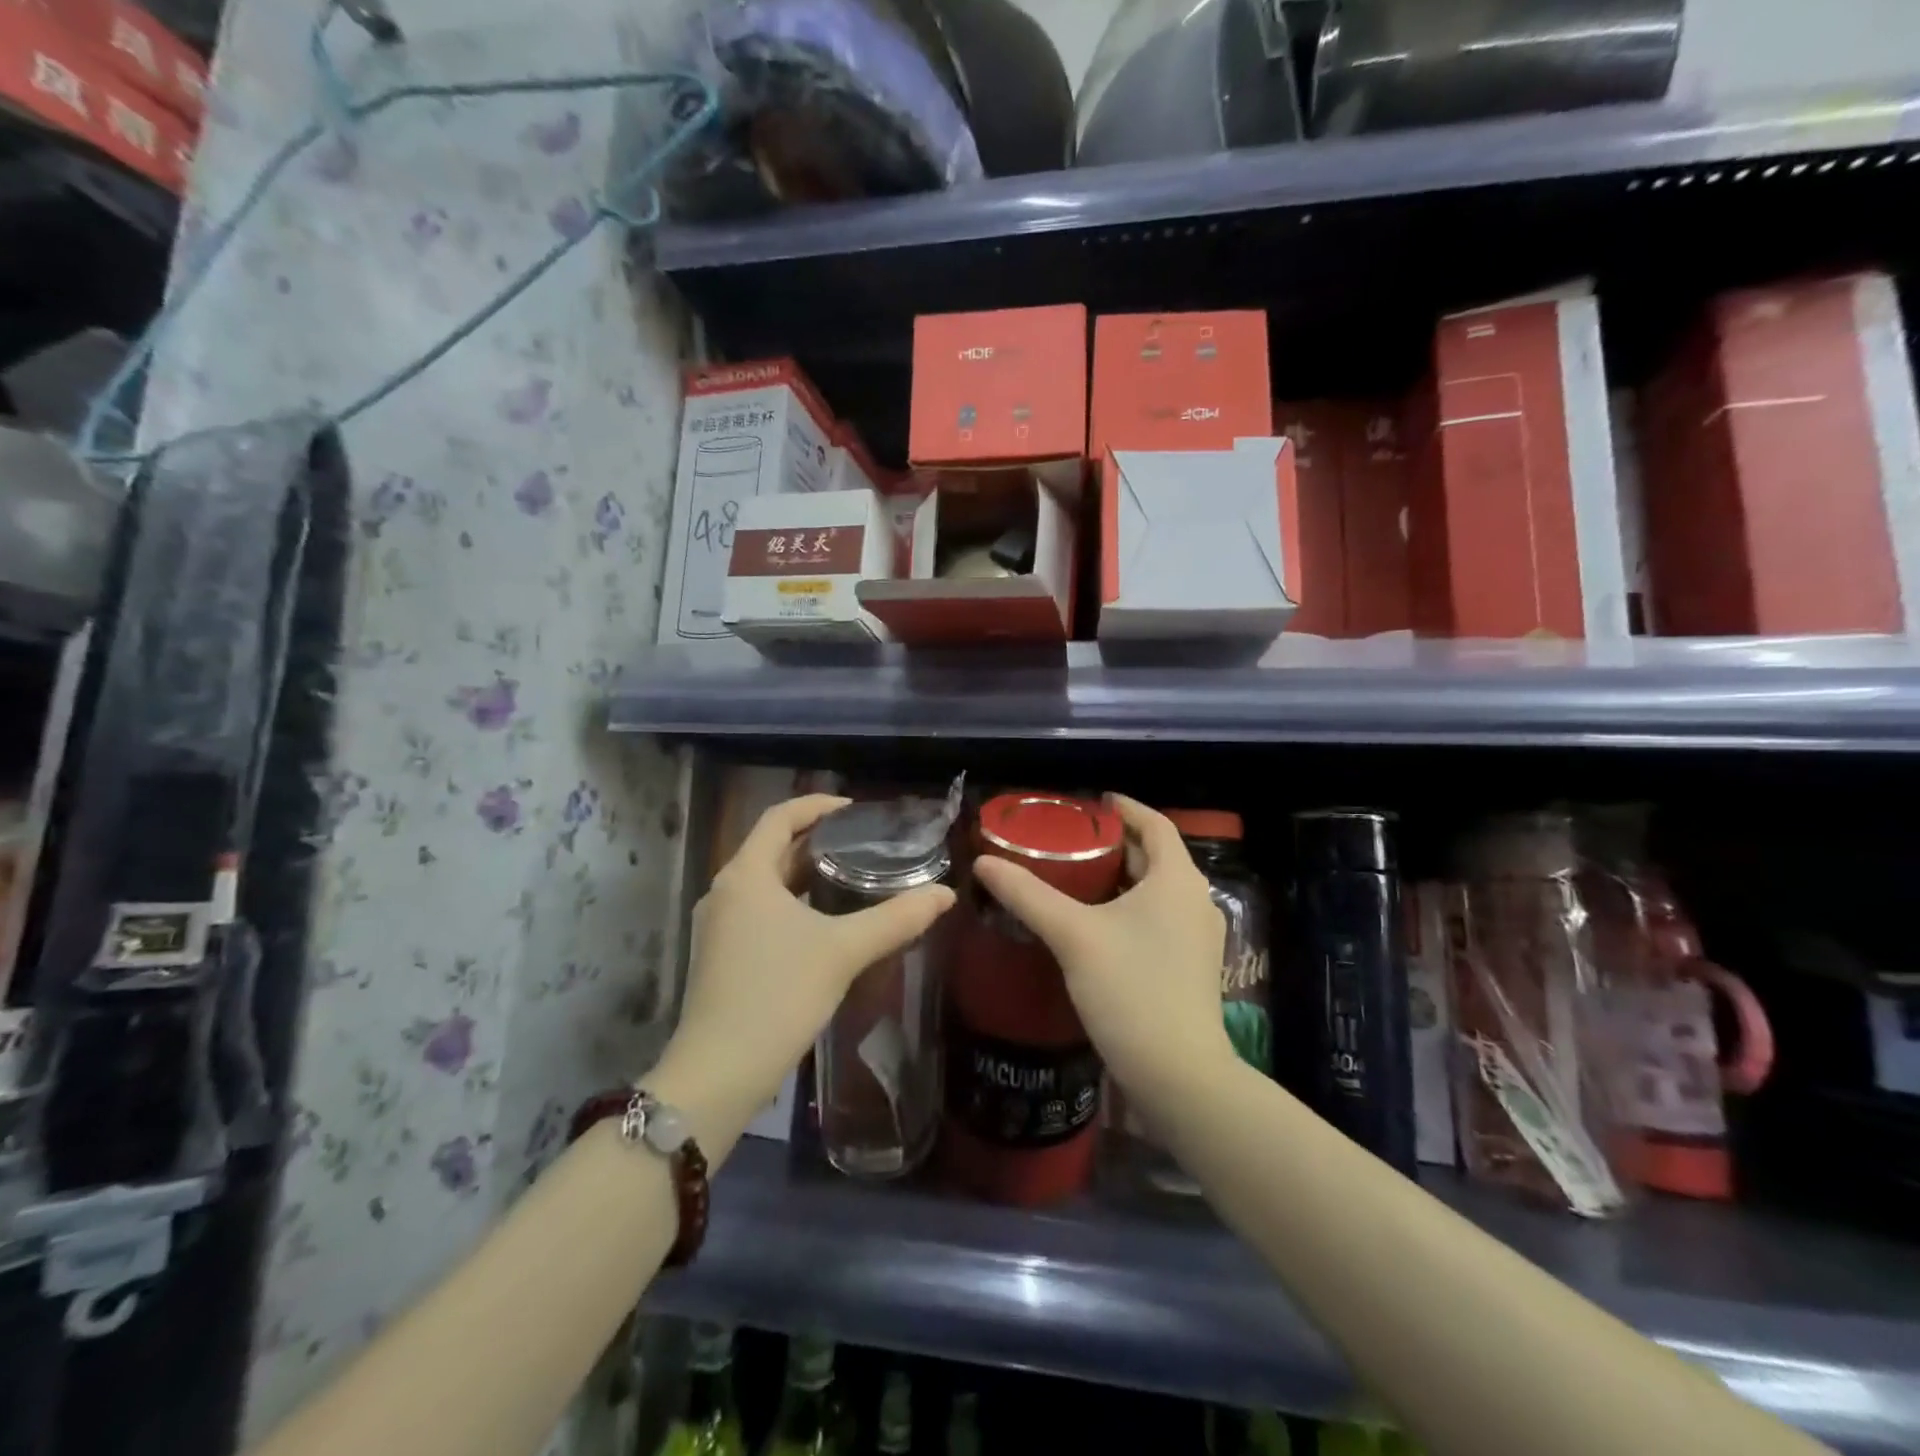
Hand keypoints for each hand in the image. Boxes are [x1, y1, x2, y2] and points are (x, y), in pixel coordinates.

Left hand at [652, 796, 955, 1133]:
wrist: (719, 1073)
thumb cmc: (778, 995)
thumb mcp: (843, 951)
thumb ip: (896, 918)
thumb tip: (945, 895)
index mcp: (745, 875)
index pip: (779, 817)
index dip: (817, 806)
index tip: (856, 811)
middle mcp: (725, 891)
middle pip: (773, 849)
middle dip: (817, 842)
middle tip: (864, 845)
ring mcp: (719, 926)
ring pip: (767, 884)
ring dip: (805, 876)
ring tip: (853, 879)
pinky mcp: (721, 956)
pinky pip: (761, 912)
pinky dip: (793, 904)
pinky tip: (826, 924)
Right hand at [972, 795, 1232, 1116]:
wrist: (1179, 1075)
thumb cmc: (1131, 990)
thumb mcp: (1073, 935)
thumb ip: (1027, 895)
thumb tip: (983, 862)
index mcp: (1177, 880)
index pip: (1156, 824)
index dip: (1125, 809)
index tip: (1092, 804)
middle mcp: (1196, 900)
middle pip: (1155, 857)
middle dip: (1115, 845)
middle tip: (1070, 841)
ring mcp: (1199, 937)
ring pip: (1157, 890)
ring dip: (1122, 878)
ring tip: (1076, 877)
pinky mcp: (1192, 966)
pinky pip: (1160, 918)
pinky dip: (1131, 907)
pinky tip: (1097, 924)